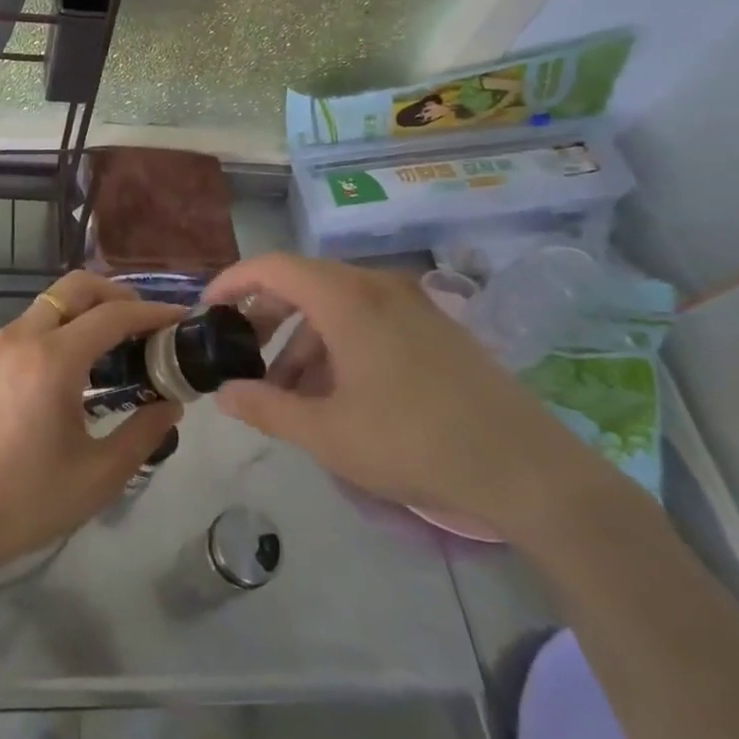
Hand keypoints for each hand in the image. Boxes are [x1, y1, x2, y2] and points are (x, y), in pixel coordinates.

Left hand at [0, 271, 182, 588]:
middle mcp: (24, 336)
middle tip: (147, 324)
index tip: (182, 319)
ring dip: (89, 308)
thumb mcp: (99, 475)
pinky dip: (65, 323)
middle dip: (118, 294)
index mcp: (53, 359)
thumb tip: (171, 403)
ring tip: (120, 343)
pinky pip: (35, 321)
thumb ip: (143, 432)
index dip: (153, 313)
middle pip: (77, 287)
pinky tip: (81, 361)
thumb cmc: (28, 501)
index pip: (113, 315)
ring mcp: (0, 344)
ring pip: (53, 301)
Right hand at [206, 254, 614, 543]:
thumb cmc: (415, 443)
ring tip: (290, 389)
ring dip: (303, 338)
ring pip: (337, 304)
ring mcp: (412, 304)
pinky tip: (338, 392)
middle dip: (266, 314)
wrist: (529, 471)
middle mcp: (378, 287)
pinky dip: (338, 343)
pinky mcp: (435, 328)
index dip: (233, 281)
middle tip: (244, 351)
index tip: (208, 308)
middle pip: (304, 282)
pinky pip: (369, 318)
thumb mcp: (328, 433)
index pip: (273, 266)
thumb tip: (223, 393)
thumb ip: (267, 408)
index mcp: (347, 299)